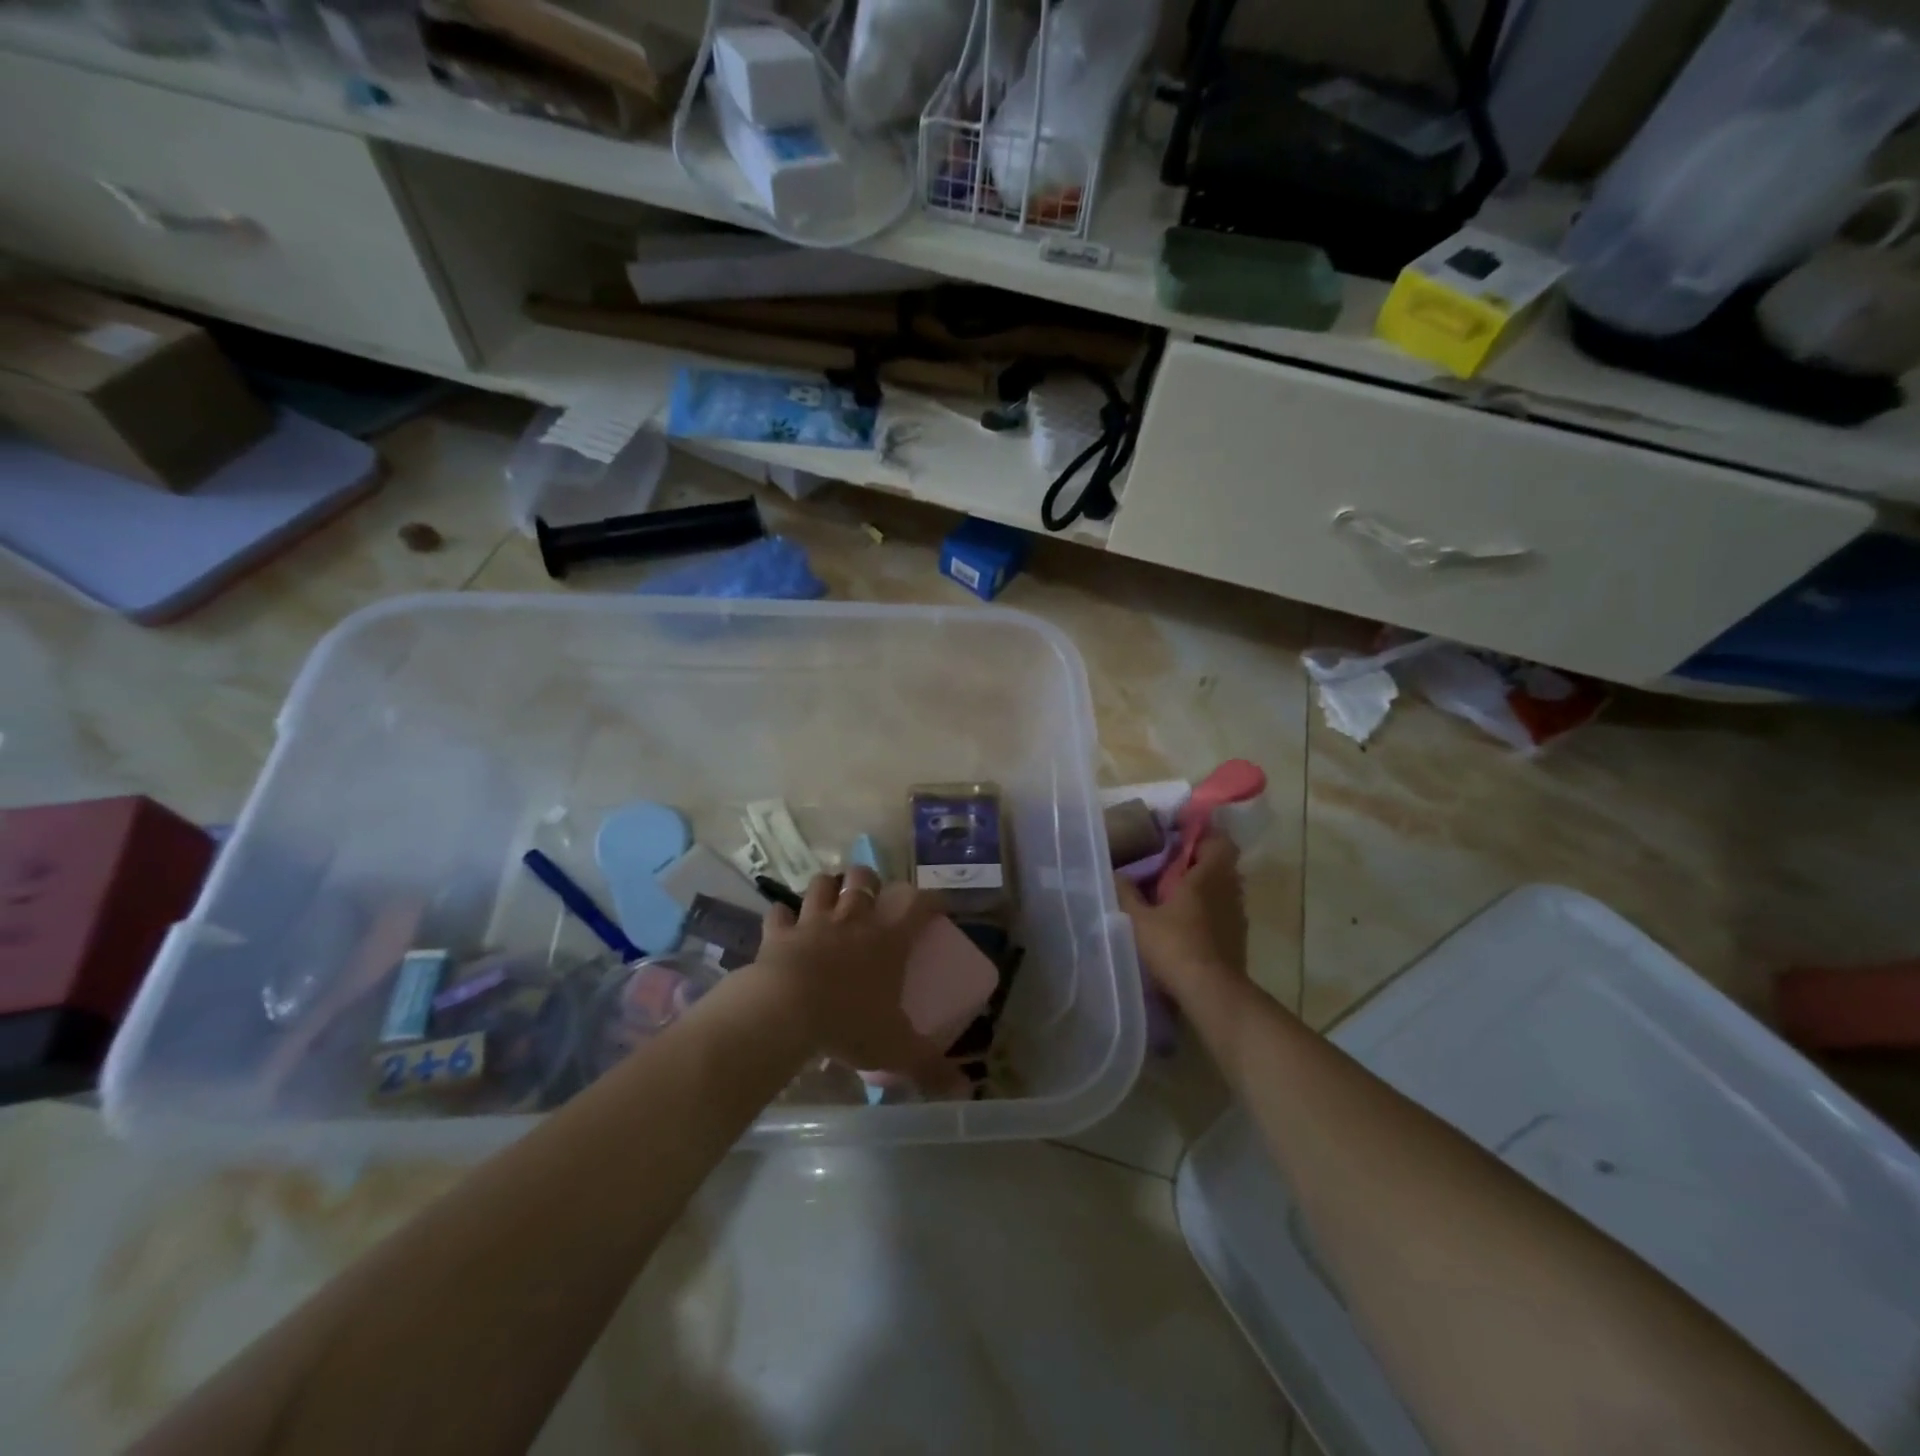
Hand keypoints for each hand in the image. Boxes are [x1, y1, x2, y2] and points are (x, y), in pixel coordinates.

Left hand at [753, 867, 952, 1080]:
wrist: (786, 1011)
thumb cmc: (850, 1022)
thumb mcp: (897, 1049)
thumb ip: (931, 1067)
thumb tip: (965, 1090)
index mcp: (888, 938)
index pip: (918, 903)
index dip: (931, 899)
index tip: (938, 905)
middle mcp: (852, 919)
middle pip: (863, 879)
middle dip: (869, 881)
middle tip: (872, 898)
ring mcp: (812, 922)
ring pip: (822, 884)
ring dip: (828, 887)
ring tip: (831, 898)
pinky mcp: (778, 933)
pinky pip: (779, 913)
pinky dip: (782, 916)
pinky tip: (785, 922)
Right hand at [1115, 835, 1247, 1005]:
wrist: (1212, 993)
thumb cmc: (1175, 946)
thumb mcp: (1138, 919)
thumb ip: (1126, 893)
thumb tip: (1115, 873)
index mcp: (1208, 876)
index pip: (1218, 840)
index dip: (1201, 833)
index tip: (1178, 835)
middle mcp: (1228, 889)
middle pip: (1221, 863)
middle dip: (1198, 860)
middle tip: (1169, 863)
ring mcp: (1237, 915)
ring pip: (1223, 888)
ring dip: (1204, 886)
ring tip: (1175, 893)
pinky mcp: (1238, 938)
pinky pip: (1224, 911)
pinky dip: (1208, 909)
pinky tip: (1185, 922)